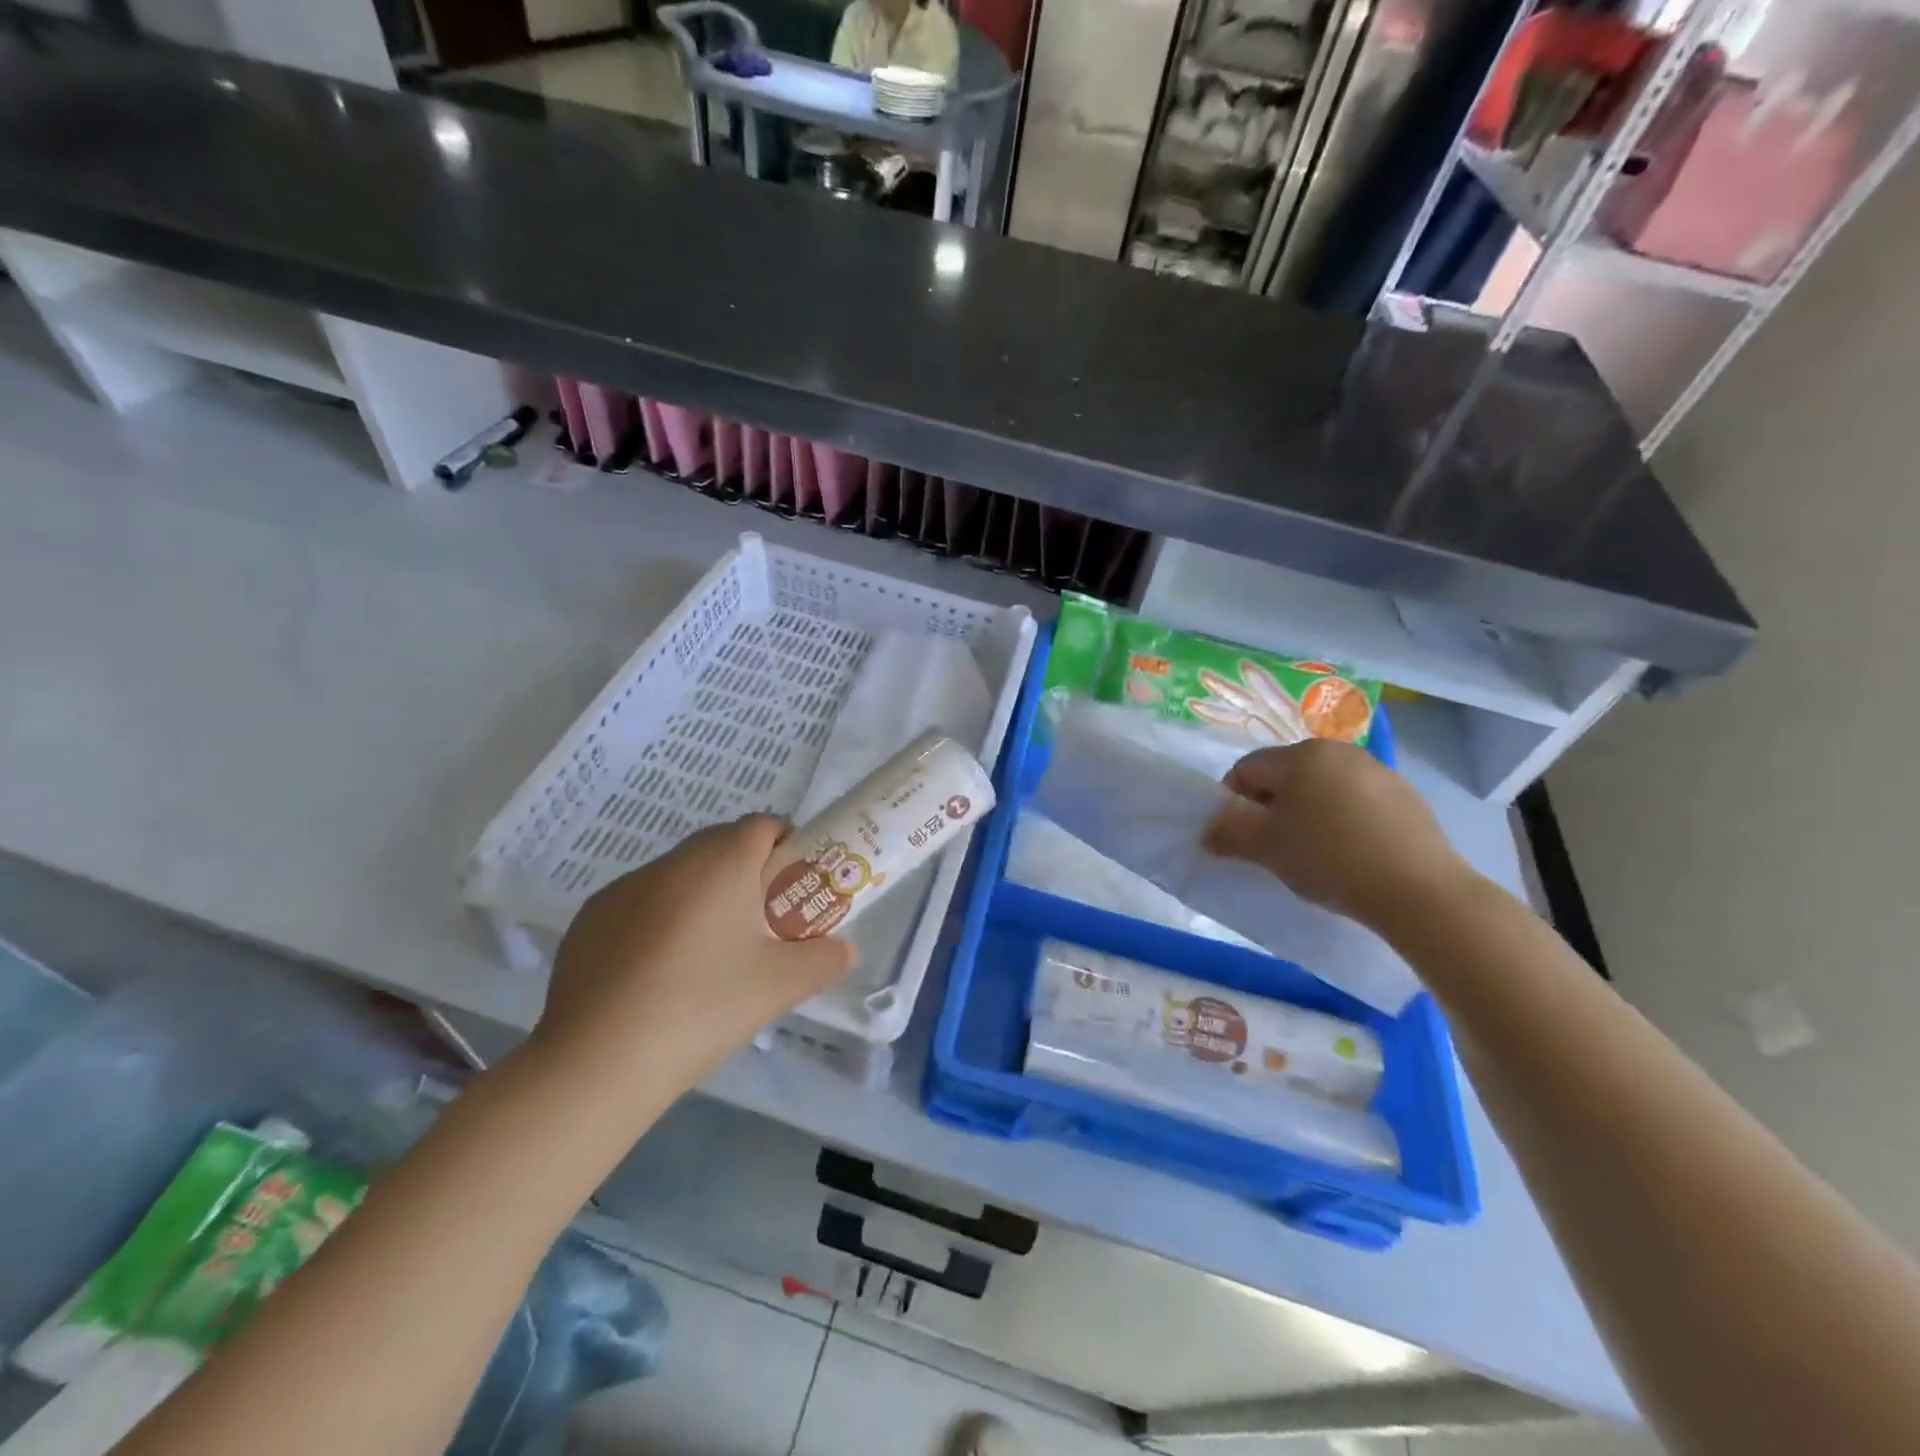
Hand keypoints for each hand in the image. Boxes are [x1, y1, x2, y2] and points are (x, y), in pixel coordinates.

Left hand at [530, 816, 852, 1108]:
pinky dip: (659, 921)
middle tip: (760, 925)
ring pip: (679, 875)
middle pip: (721, 846)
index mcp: (721, 863)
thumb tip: (843, 951)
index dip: (786, 848)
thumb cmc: (703, 1007)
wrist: (598, 1062)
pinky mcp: (590, 919)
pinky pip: (640, 903)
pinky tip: (657, 975)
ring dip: (702, 896)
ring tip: (708, 956)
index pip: (763, 825)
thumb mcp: (780, 986)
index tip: (793, 890)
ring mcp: (623, 888)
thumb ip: (824, 960)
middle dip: (747, 873)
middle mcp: (671, 862)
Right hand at [1203, 739, 1474, 932]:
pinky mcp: (1405, 796)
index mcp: (1300, 755)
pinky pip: (1355, 800)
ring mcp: (1377, 771)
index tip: (1238, 837)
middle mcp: (1338, 751)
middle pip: (1284, 774)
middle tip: (1271, 846)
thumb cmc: (1329, 859)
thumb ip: (1228, 833)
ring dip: (1306, 812)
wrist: (1419, 891)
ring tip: (1311, 852)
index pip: (1246, 769)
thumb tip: (1207, 832)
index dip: (1232, 802)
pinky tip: (1349, 853)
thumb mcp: (1266, 848)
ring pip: (1321, 787)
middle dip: (1270, 806)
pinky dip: (1341, 819)